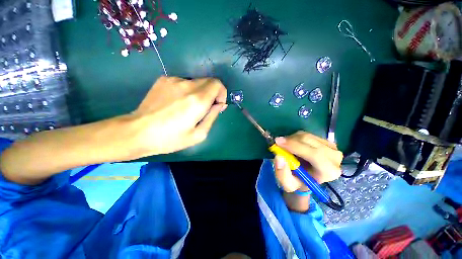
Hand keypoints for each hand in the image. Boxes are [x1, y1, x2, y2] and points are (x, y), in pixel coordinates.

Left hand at [130, 76, 226, 156]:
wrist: (137, 132)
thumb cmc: (171, 138)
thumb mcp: (199, 134)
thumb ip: (213, 116)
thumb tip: (219, 104)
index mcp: (197, 100)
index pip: (217, 84)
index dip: (221, 93)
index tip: (217, 105)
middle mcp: (187, 85)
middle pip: (209, 81)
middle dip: (212, 93)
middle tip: (205, 108)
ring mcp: (174, 80)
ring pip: (196, 82)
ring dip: (199, 92)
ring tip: (188, 107)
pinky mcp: (163, 80)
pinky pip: (183, 82)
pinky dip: (187, 90)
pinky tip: (176, 103)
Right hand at [273, 131, 342, 192]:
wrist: (307, 177)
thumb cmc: (298, 181)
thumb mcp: (287, 184)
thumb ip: (282, 173)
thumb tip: (279, 157)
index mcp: (328, 172)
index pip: (314, 155)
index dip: (295, 146)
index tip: (278, 142)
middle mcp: (334, 158)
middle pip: (309, 141)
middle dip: (291, 141)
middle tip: (278, 143)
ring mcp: (332, 147)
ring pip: (307, 136)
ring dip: (292, 139)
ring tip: (285, 147)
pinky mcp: (326, 141)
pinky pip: (307, 134)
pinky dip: (296, 137)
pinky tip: (293, 144)